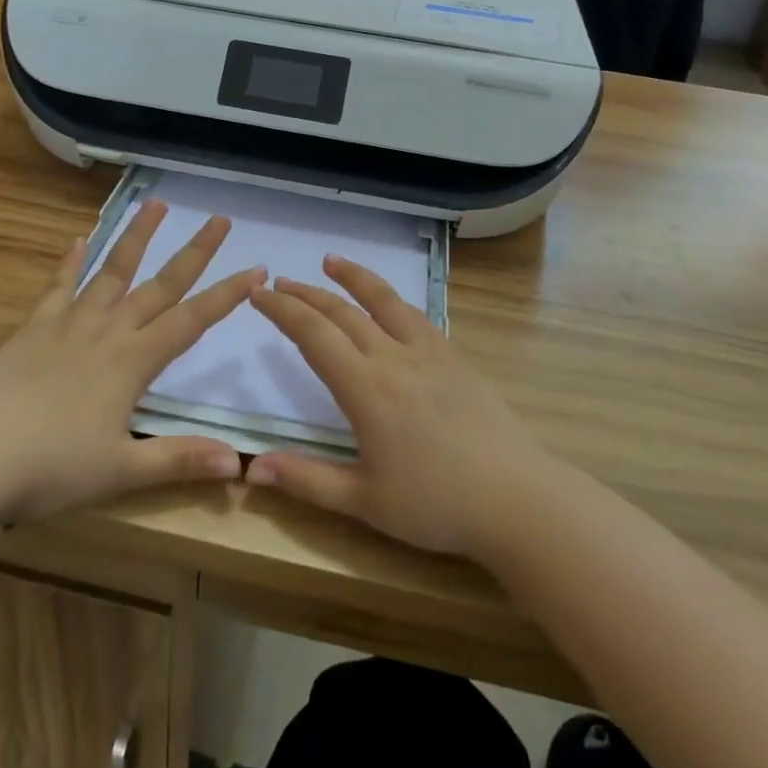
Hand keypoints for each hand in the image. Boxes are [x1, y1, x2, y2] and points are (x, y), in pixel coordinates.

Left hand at [0, 201, 264, 522]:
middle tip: (219, 219)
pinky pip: (57, 288)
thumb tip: (240, 462)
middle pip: (159, 285)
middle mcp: (106, 332)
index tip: (257, 268)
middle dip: (194, 252)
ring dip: (136, 237)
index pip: (192, 321)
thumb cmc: (49, 471)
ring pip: (111, 272)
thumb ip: (179, 460)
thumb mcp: (120, 472)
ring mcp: (67, 325)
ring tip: (156, 204)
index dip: (227, 294)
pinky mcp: (32, 329)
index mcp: (132, 362)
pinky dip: (70, 263)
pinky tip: (79, 240)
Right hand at [244, 257, 565, 559]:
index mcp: (366, 389)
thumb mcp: (363, 502)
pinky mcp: (454, 355)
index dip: (283, 310)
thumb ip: (306, 480)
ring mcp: (429, 351)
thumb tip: (252, 468)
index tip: (258, 293)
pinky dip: (390, 298)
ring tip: (330, 261)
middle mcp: (393, 357)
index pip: (314, 335)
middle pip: (342, 312)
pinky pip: (415, 315)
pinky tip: (386, 301)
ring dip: (353, 278)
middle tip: (278, 281)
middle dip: (306, 294)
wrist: (515, 497)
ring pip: (383, 300)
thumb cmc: (435, 505)